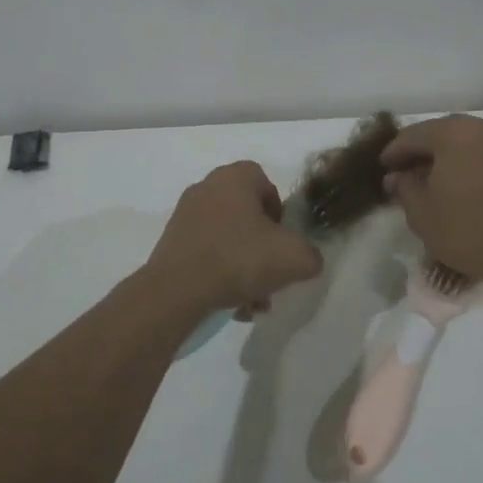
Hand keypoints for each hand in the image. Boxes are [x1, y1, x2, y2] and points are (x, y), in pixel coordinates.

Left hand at [145, 161, 323, 315]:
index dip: (280, 212)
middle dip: (263, 247)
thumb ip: (311, 254)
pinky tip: (232, 305)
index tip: (284, 241)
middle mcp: (206, 188)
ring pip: (228, 239)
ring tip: (253, 301)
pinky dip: (221, 276)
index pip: (266, 183)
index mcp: (234, 177)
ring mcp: (185, 216)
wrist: (176, 291)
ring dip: (245, 268)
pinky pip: (207, 255)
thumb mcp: (294, 258)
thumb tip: (306, 259)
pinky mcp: (171, 243)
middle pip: (247, 215)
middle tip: (271, 275)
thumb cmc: (238, 260)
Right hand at [380, 115, 482, 283]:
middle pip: (443, 135)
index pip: (413, 135)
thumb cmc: (468, 229)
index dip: (394, 153)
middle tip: (407, 174)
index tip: (384, 168)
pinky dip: (473, 168)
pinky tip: (464, 190)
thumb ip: (405, 188)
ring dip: (450, 161)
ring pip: (469, 145)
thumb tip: (398, 177)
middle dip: (423, 154)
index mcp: (454, 132)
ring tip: (436, 184)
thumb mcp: (422, 213)